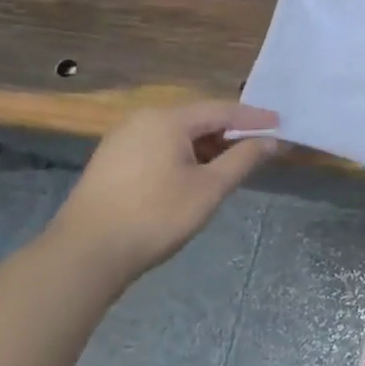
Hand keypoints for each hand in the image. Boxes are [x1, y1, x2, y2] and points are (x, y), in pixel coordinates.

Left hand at [52, 100, 280, 283]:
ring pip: (176, 134)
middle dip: (230, 131)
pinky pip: (158, 146)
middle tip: (259, 143)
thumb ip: (243, 159)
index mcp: (167, 119)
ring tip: (231, 161)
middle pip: (198, 118)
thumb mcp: (209, 188)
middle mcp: (142, 120)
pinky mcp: (110, 162)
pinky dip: (183, 154)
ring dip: (207, 145)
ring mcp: (121, 140)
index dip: (254, 117)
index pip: (222, 110)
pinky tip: (194, 174)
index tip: (281, 124)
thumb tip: (271, 140)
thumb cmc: (155, 216)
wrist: (84, 256)